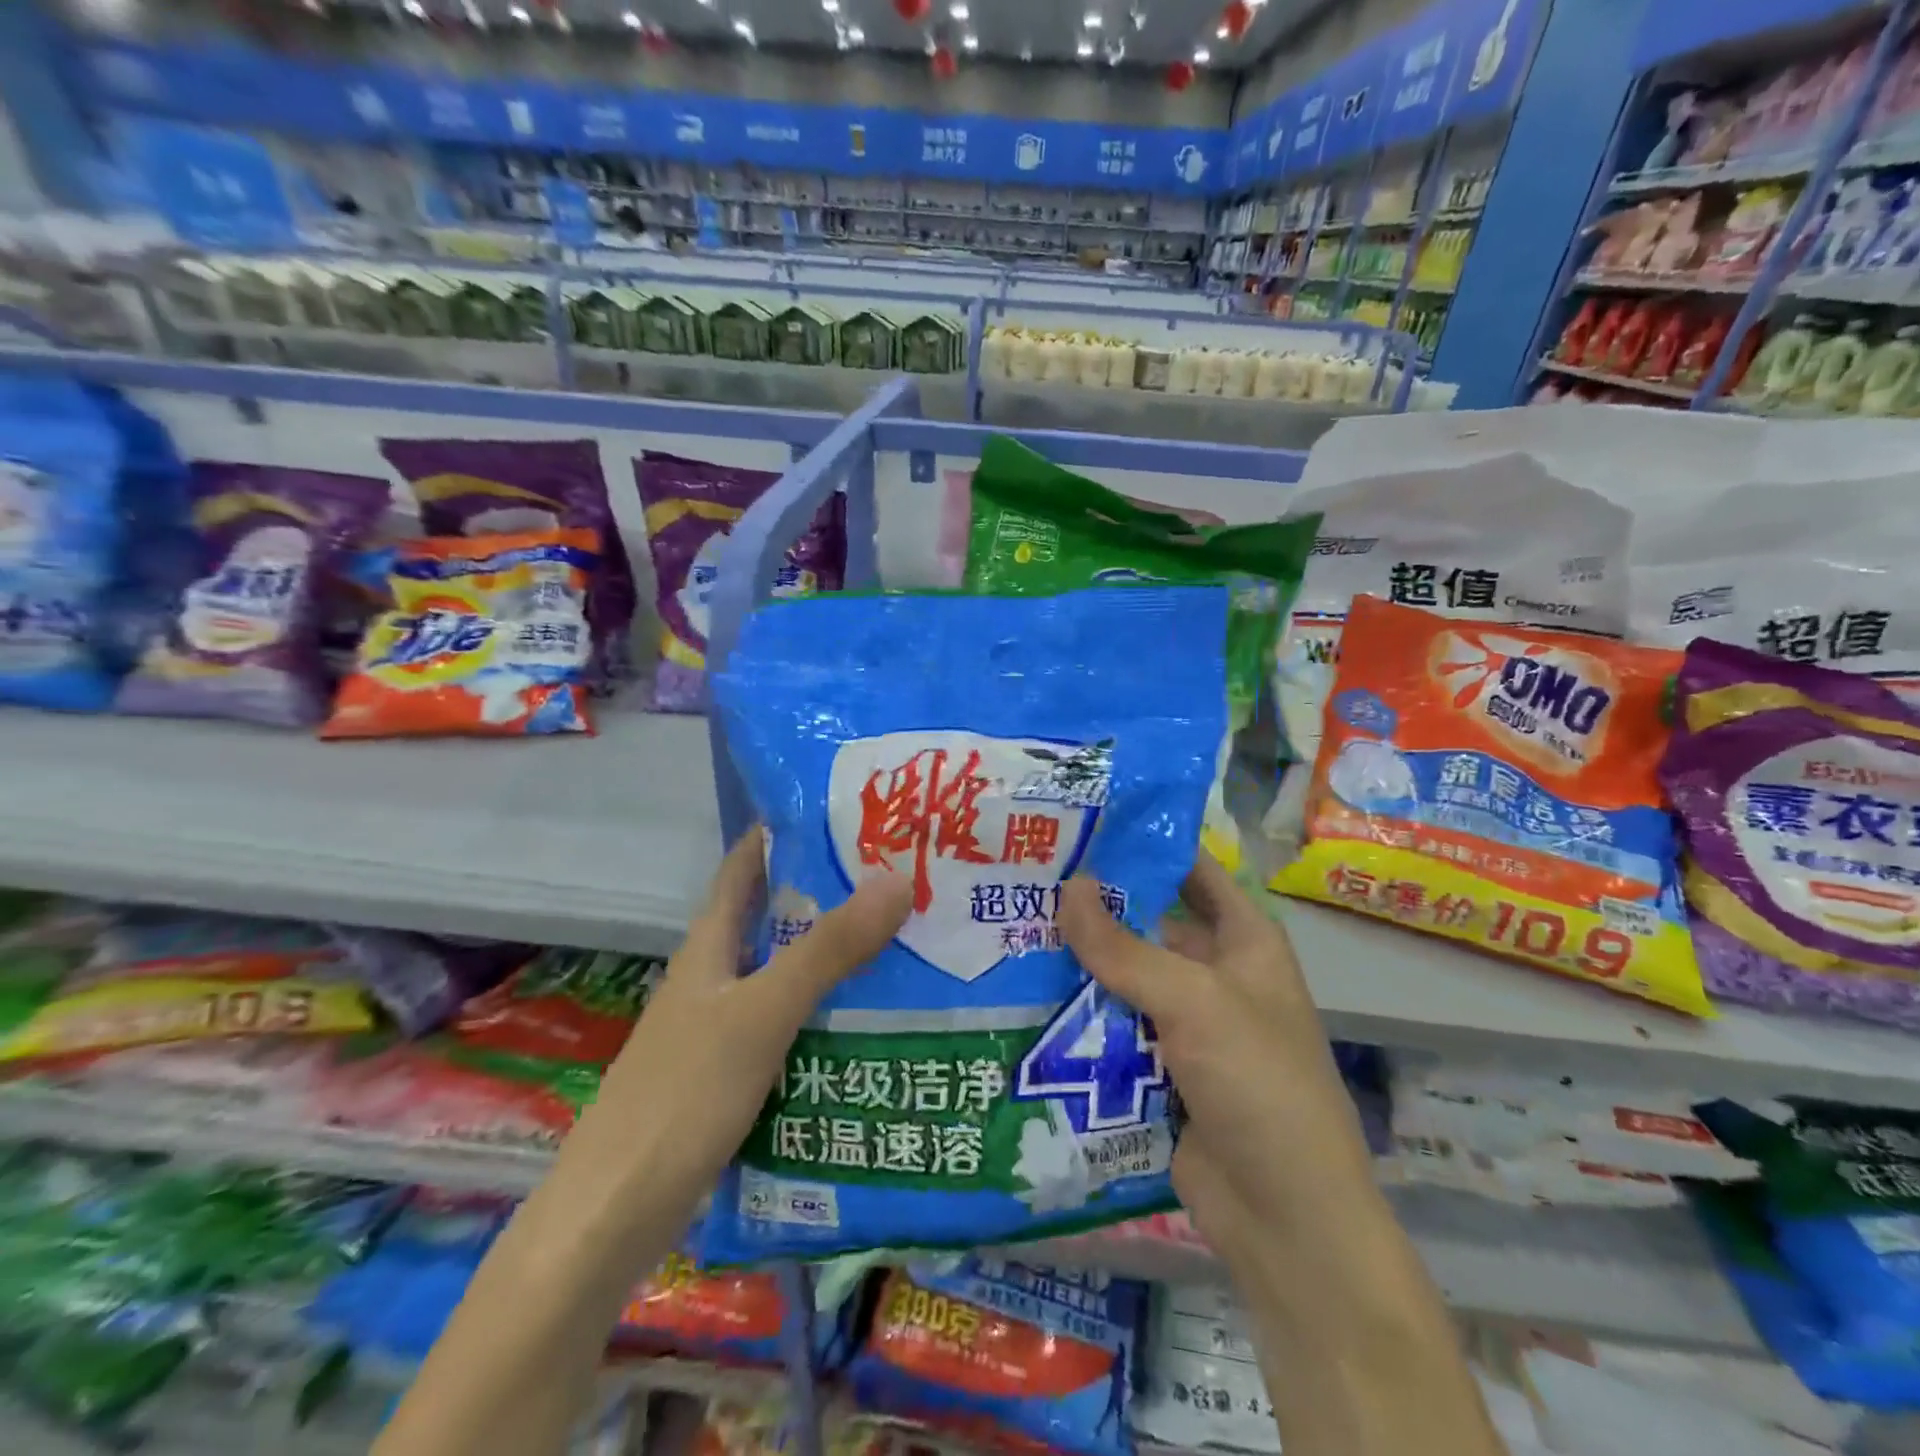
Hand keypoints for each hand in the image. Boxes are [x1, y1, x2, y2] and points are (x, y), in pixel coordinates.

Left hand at [568, 826, 912, 1233]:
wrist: (614, 1216)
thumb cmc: (683, 1095)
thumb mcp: (762, 1012)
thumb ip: (829, 949)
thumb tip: (897, 878)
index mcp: (710, 944)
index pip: (746, 864)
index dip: (787, 831)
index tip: (848, 811)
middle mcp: (716, 975)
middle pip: (776, 917)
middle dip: (831, 894)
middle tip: (901, 876)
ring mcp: (723, 1026)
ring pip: (787, 973)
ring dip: (835, 956)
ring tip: (905, 940)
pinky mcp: (734, 1074)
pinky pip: (791, 1024)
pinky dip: (828, 1012)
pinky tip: (872, 1020)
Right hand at [1056, 854, 1371, 1269]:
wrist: (1285, 1219)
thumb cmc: (1258, 1084)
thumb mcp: (1195, 1002)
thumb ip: (1125, 947)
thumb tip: (1068, 886)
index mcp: (1242, 941)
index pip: (1191, 871)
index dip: (1145, 844)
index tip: (1081, 823)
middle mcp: (1214, 973)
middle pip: (1146, 924)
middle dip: (1093, 907)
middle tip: (1025, 877)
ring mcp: (1184, 1024)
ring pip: (1121, 977)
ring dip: (1077, 962)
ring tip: (1007, 926)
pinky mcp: (1156, 1068)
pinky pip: (1110, 1026)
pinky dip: (1076, 1013)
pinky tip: (1021, 993)